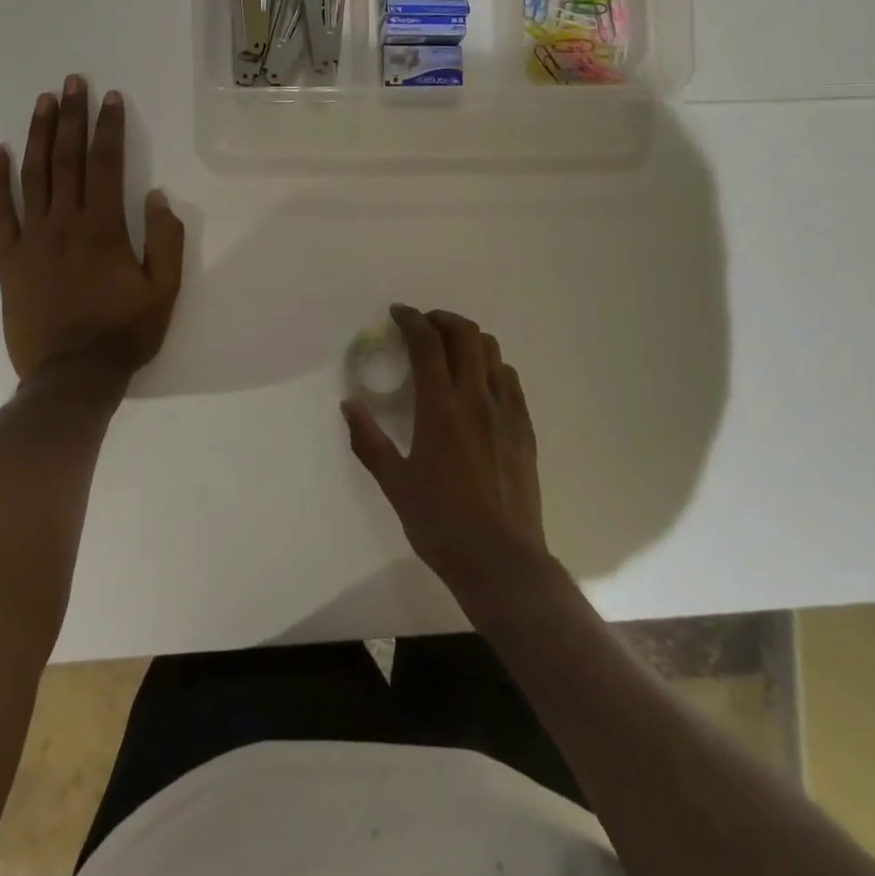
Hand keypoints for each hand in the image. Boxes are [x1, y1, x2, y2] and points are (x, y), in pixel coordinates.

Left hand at [0, 76, 184, 383]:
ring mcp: (31, 240)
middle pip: (66, 159)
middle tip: (73, 82)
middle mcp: (64, 224)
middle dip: (71, 117)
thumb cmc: (124, 333)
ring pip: (32, 176)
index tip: (110, 98)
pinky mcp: (9, 259)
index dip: (108, 128)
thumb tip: (155, 196)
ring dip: (38, 135)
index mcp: (104, 229)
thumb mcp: (164, 291)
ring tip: (43, 102)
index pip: (105, 164)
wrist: (72, 376)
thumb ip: (166, 240)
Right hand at [341, 305, 548, 602]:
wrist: (501, 561)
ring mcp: (506, 411)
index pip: (427, 344)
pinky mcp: (524, 427)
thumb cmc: (440, 524)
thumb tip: (349, 405)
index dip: (411, 320)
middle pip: (465, 334)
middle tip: (422, 327)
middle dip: (441, 319)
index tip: (397, 314)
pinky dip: (490, 365)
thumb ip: (369, 440)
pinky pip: (509, 379)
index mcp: (440, 408)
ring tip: (449, 350)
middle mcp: (476, 398)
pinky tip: (478, 383)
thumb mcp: (395, 484)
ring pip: (491, 351)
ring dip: (467, 339)